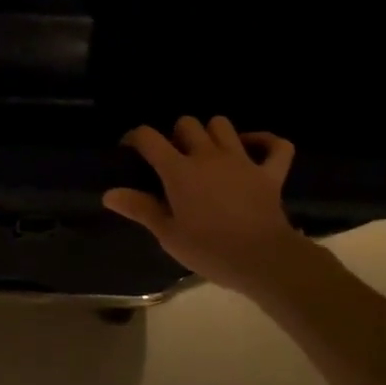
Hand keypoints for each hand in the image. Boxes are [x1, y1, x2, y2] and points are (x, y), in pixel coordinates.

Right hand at [104, 117, 306, 294]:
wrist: (263, 260)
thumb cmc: (210, 250)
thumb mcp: (168, 235)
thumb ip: (140, 209)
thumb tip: (109, 194)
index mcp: (179, 171)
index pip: (149, 137)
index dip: (135, 138)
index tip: (131, 151)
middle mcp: (208, 156)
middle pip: (187, 124)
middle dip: (176, 135)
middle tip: (174, 158)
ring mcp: (242, 160)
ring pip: (223, 125)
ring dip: (212, 133)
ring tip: (208, 153)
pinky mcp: (270, 173)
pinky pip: (276, 145)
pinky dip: (266, 142)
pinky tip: (254, 149)